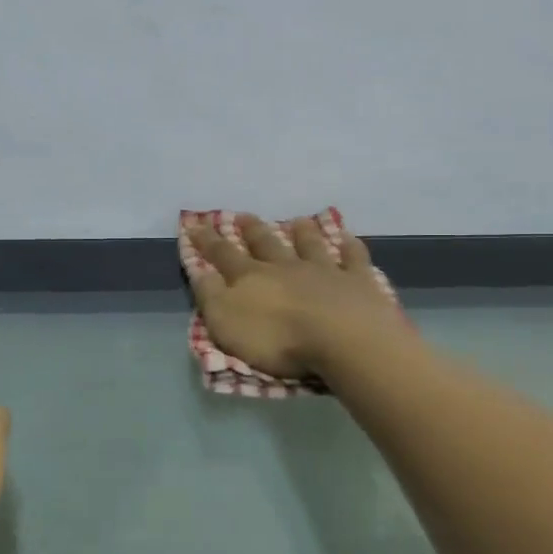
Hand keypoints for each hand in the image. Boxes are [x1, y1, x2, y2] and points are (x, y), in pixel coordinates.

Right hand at [188, 215, 406, 378]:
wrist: (341, 338)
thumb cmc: (277, 338)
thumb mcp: (226, 322)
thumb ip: (211, 295)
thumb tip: (200, 271)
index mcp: (251, 278)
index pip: (223, 255)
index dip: (207, 241)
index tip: (195, 225)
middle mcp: (285, 266)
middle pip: (265, 244)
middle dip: (251, 230)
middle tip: (242, 215)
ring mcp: (324, 270)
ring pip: (309, 245)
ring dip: (302, 232)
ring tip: (298, 220)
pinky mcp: (357, 281)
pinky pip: (353, 259)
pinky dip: (350, 247)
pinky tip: (348, 239)